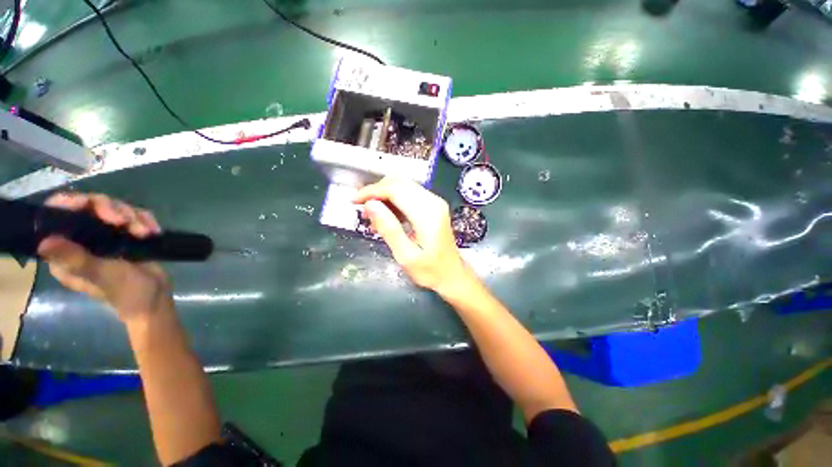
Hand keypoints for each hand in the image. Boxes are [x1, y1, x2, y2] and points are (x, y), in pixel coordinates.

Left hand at [37, 193, 172, 322]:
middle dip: (109, 209)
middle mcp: (81, 241)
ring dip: (132, 216)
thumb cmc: (127, 292)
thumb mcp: (102, 276)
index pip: (56, 218)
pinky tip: (153, 231)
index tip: (87, 204)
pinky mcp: (126, 235)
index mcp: (65, 253)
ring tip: (145, 233)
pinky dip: (145, 220)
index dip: (67, 204)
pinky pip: (133, 215)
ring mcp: (105, 237)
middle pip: (88, 207)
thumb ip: (76, 259)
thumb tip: (43, 243)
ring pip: (113, 208)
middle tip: (125, 221)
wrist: (157, 298)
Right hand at [354, 177, 471, 294]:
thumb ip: (388, 228)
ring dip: (384, 195)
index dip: (371, 192)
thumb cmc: (430, 270)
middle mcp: (433, 201)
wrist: (452, 274)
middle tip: (363, 211)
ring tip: (372, 216)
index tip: (354, 201)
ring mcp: (434, 202)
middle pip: (399, 182)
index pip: (395, 189)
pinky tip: (386, 217)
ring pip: (403, 185)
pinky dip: (394, 200)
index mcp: (427, 213)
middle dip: (376, 192)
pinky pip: (409, 194)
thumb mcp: (405, 255)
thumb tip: (370, 205)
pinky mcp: (433, 206)